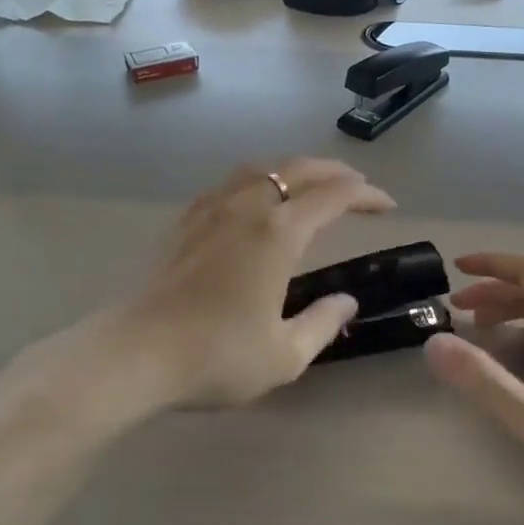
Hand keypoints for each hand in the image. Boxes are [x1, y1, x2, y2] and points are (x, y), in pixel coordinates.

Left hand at [125, 158, 395, 408]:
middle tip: (358, 186)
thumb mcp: (285, 354)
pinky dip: (258, 180)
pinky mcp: (186, 221)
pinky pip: (230, 183)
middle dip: (335, 173)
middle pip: (298, 170)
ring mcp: (212, 210)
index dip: (365, 195)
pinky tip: (256, 199)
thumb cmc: (216, 356)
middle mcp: (247, 207)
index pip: (333, 196)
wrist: (136, 354)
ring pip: (261, 169)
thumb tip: (346, 301)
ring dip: (295, 169)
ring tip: (312, 184)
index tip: (387, 205)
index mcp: (278, 233)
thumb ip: (323, 323)